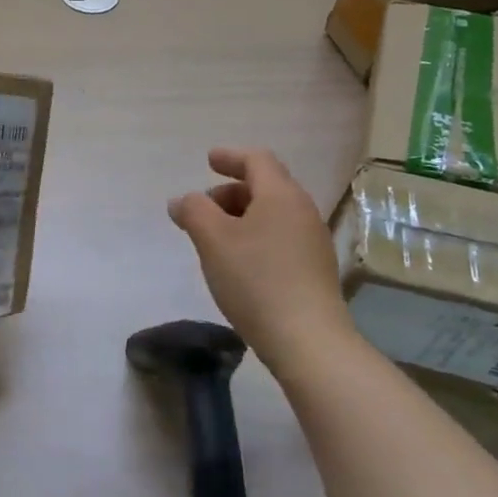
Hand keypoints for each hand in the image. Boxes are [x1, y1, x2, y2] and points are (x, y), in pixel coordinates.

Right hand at [168, 148, 350, 371]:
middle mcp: (302, 211)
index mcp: (281, 195)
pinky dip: (256, 236)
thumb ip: (193, 211)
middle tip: (204, 207)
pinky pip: (281, 237)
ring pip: (273, 213)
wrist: (307, 339)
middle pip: (267, 186)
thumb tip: (182, 201)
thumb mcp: (213, 240)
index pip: (257, 160)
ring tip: (215, 238)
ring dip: (242, 215)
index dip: (230, 157)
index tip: (208, 161)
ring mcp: (313, 241)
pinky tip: (239, 262)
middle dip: (232, 190)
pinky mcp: (314, 269)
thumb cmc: (256, 279)